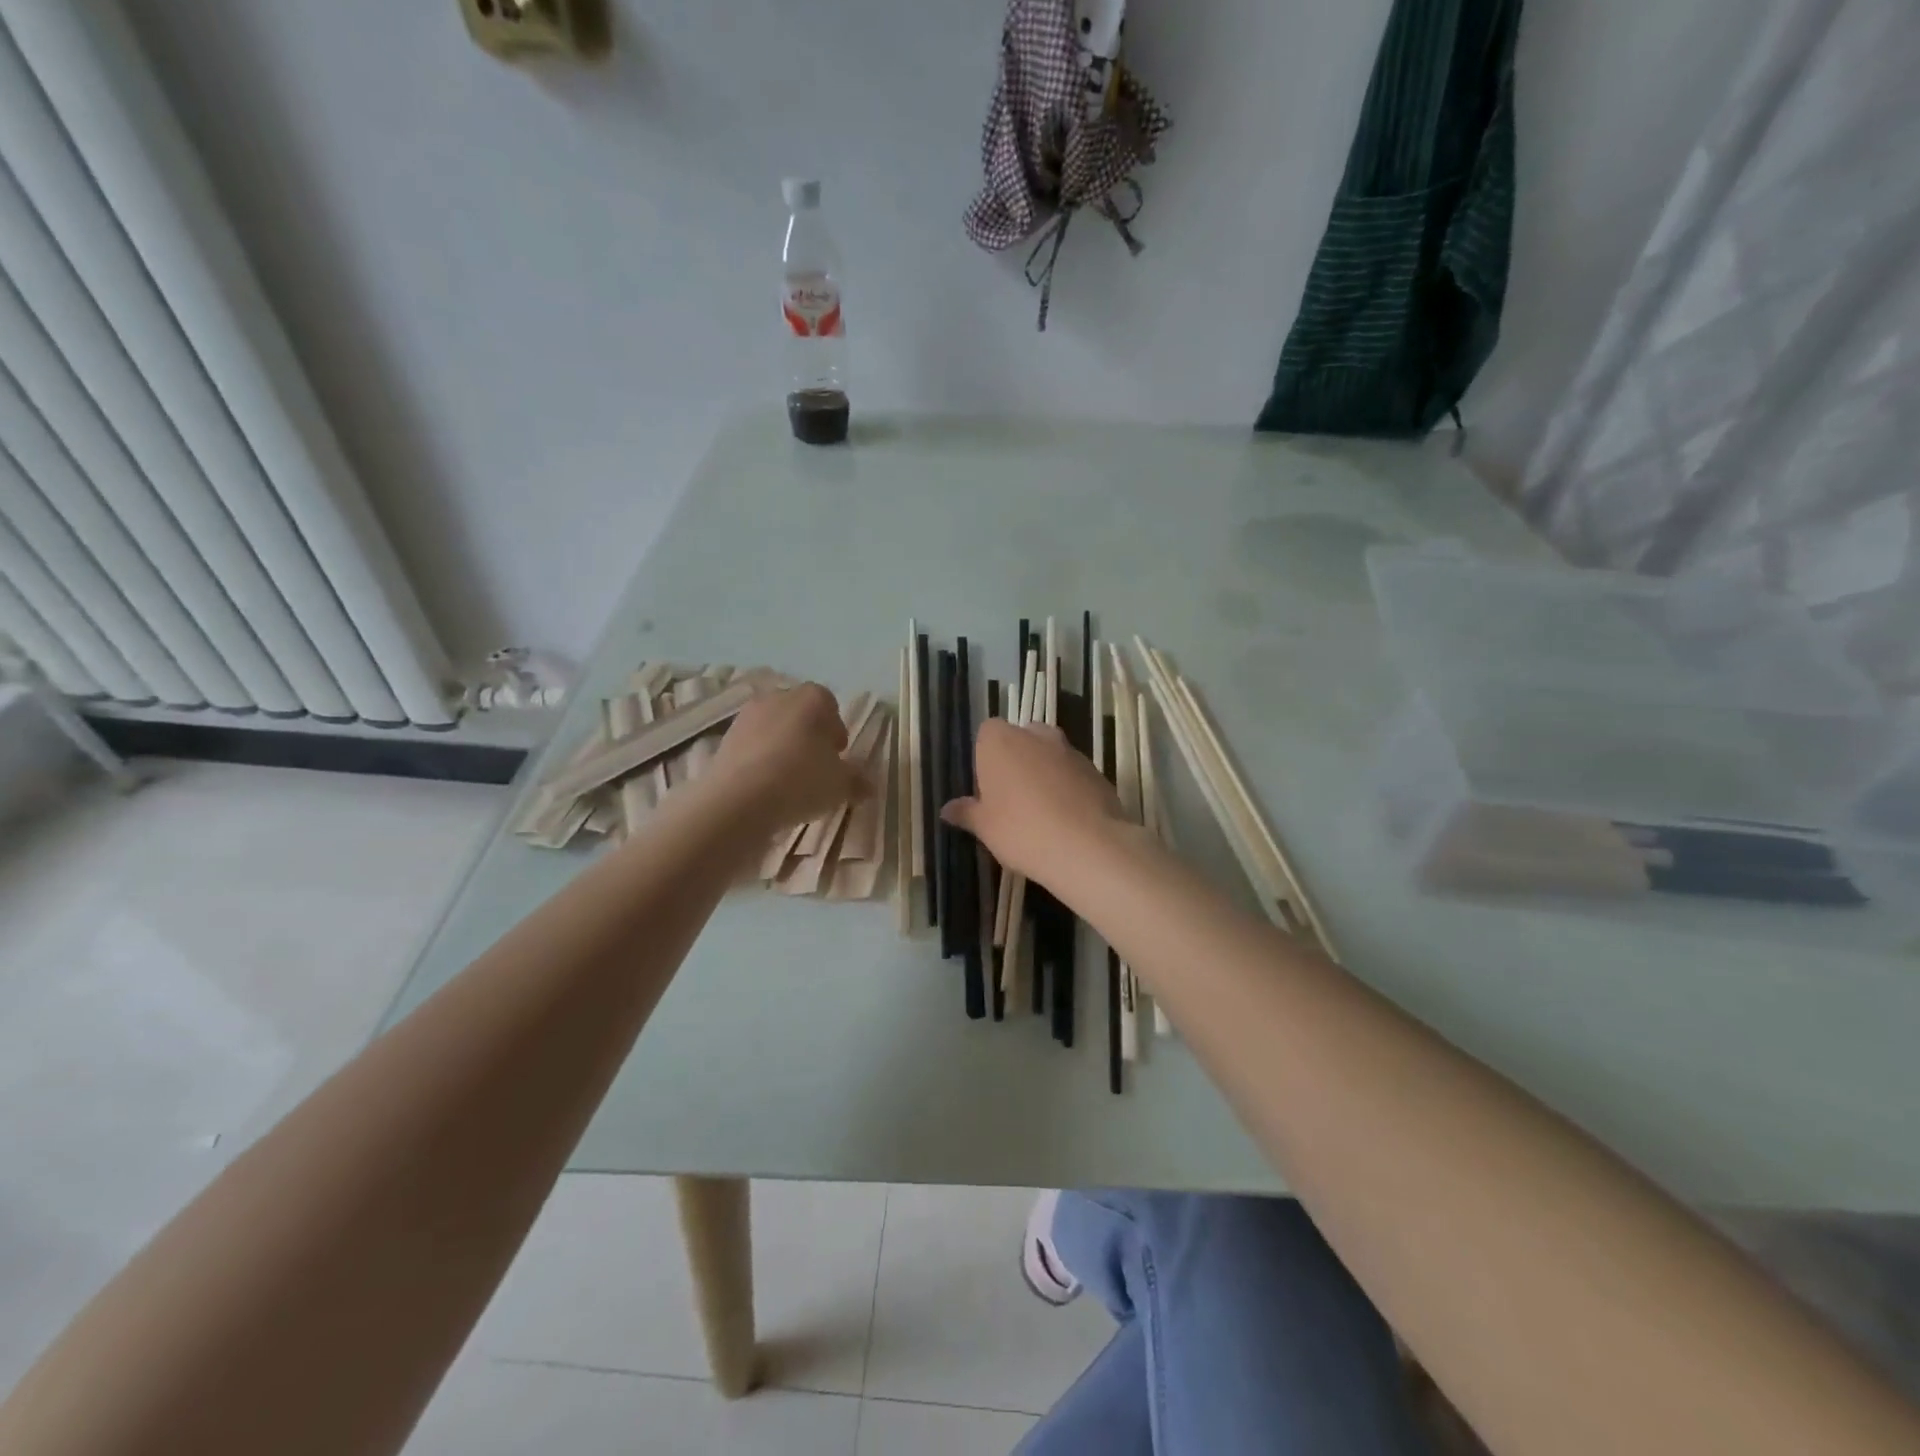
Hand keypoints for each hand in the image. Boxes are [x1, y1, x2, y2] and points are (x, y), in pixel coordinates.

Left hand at [709, 684, 868, 831]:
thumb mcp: (840, 785)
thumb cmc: (801, 780)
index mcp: (812, 699)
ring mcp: (747, 716)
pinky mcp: (724, 739)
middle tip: (816, 767)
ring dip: (782, 747)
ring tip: (788, 780)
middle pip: (799, 713)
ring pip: (773, 728)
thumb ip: (857, 781)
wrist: (739, 800)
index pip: (829, 704)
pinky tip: (765, 786)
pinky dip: (759, 759)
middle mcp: (778, 698)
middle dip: (808, 736)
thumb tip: (868, 785)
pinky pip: (751, 746)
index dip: (835, 729)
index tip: (838, 755)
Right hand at [941, 720, 1127, 881]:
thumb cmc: (1021, 829)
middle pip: (1021, 739)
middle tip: (1011, 798)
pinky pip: (1073, 773)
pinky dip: (1068, 787)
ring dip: (1044, 773)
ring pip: (1049, 755)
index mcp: (1000, 740)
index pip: (987, 732)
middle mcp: (1036, 735)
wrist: (1087, 845)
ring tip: (1041, 812)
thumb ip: (966, 813)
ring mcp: (1070, 750)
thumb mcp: (985, 827)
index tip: (987, 787)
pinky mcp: (1096, 770)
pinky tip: (1066, 819)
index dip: (986, 757)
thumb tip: (947, 809)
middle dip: (1016, 761)